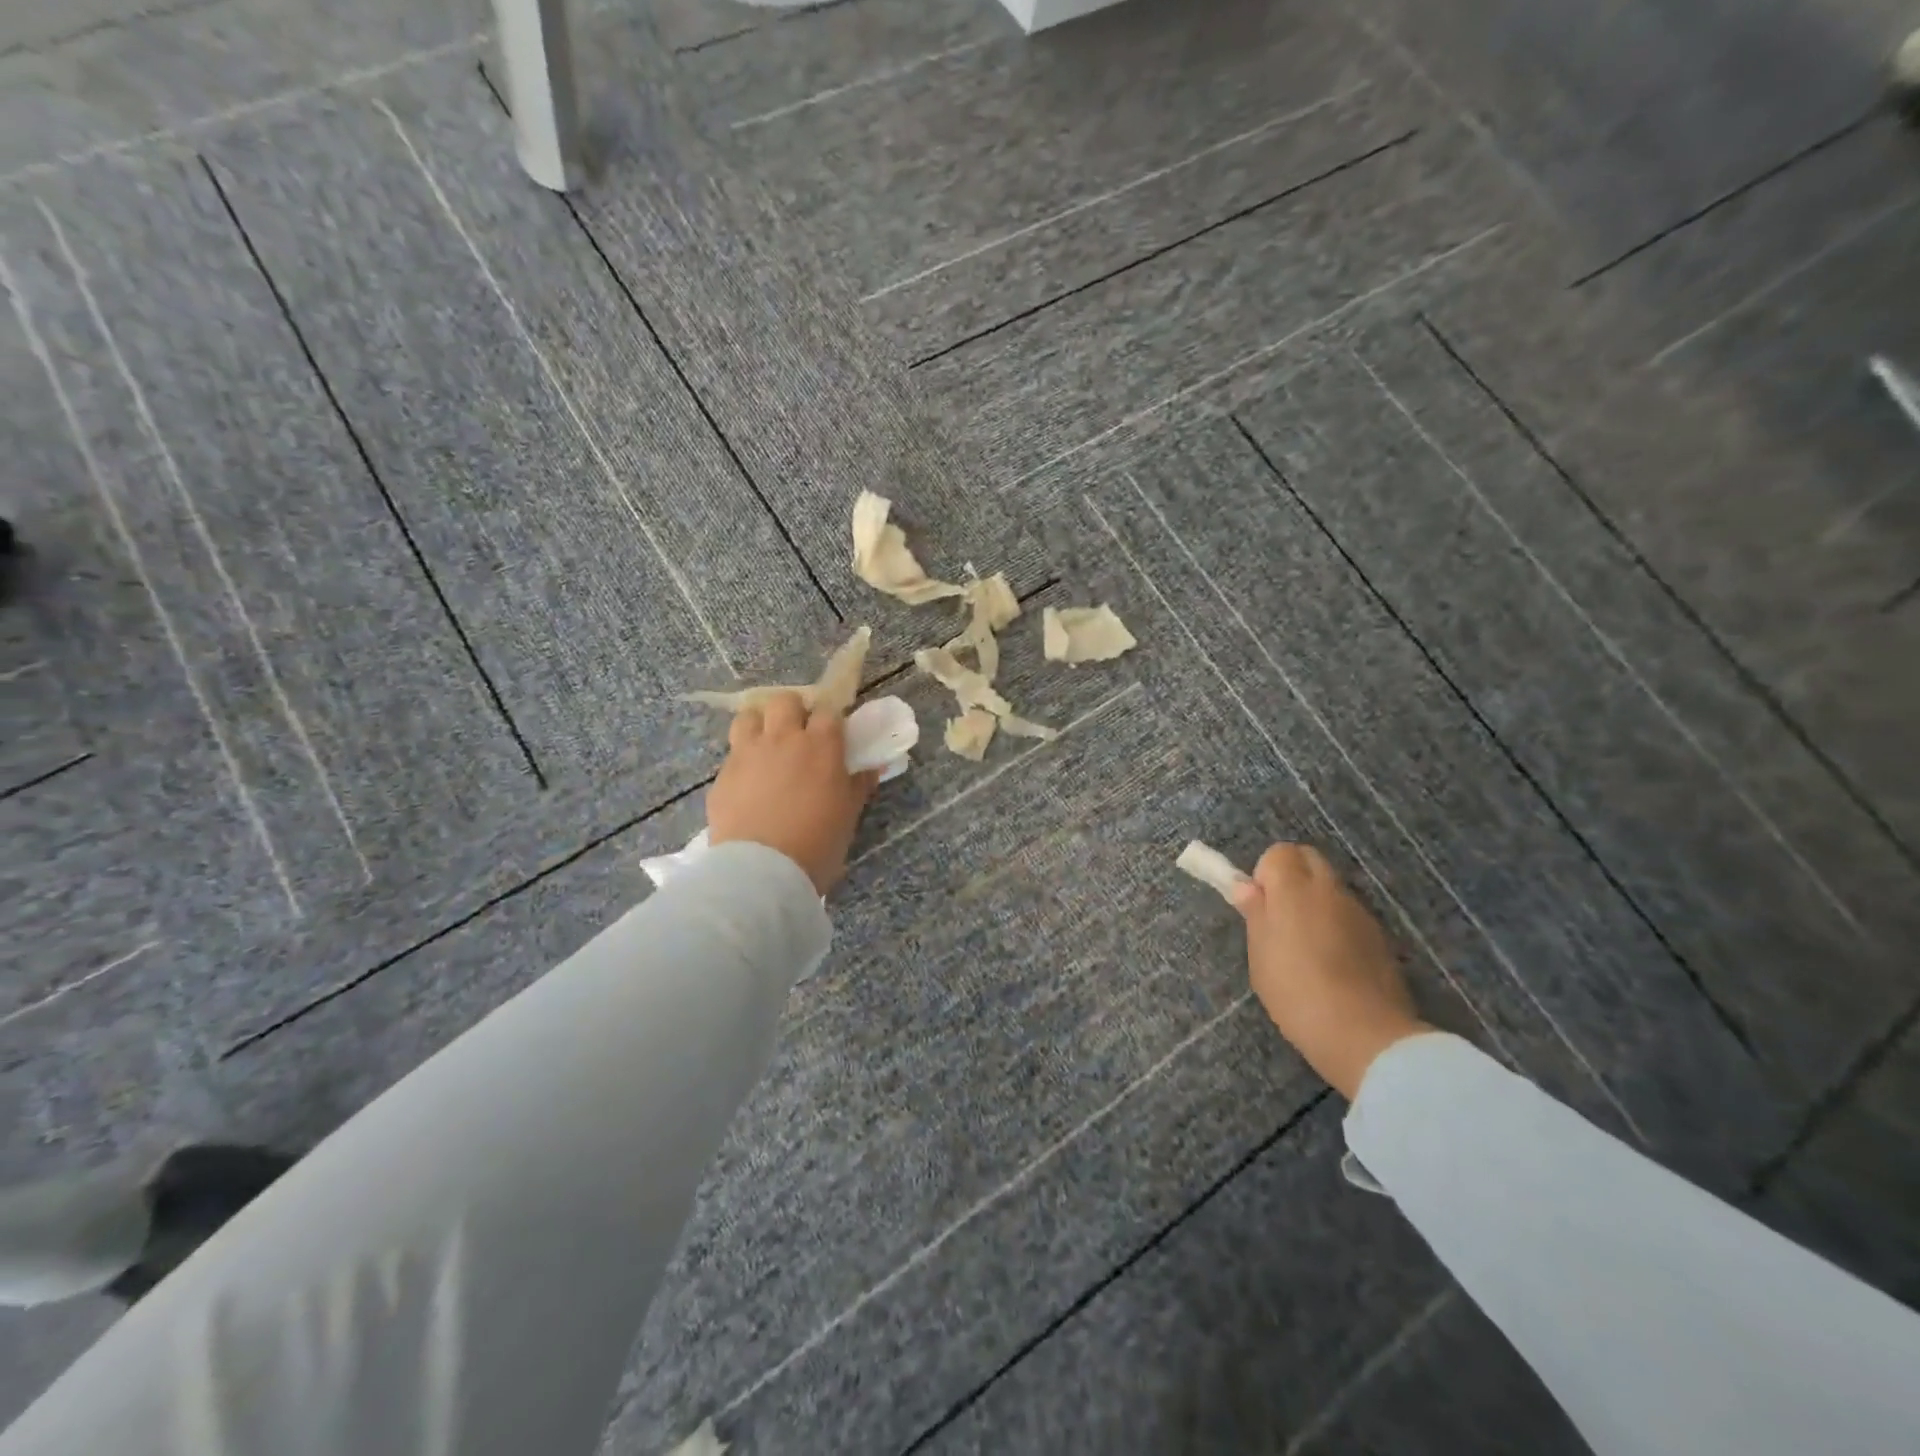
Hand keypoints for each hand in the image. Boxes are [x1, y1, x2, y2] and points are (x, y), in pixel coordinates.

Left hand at [707, 693, 878, 894]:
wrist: (763, 872)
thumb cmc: (818, 843)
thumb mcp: (848, 815)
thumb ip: (858, 785)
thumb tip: (871, 768)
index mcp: (821, 746)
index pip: (828, 711)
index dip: (830, 720)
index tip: (833, 734)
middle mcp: (783, 739)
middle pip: (785, 701)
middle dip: (793, 711)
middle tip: (798, 736)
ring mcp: (748, 754)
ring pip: (749, 717)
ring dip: (760, 725)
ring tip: (766, 748)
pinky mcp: (722, 775)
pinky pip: (732, 754)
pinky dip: (742, 761)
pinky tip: (748, 784)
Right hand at [1233, 844, 1427, 1099]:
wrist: (1362, 1033)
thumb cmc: (1295, 989)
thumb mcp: (1260, 953)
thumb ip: (1255, 914)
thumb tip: (1247, 888)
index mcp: (1294, 888)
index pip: (1279, 852)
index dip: (1265, 875)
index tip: (1260, 907)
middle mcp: (1330, 890)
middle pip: (1309, 859)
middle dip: (1292, 878)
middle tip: (1279, 918)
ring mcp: (1360, 912)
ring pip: (1331, 889)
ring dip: (1316, 904)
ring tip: (1306, 949)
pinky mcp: (1381, 938)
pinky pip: (1350, 917)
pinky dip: (1337, 927)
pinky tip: (1332, 965)